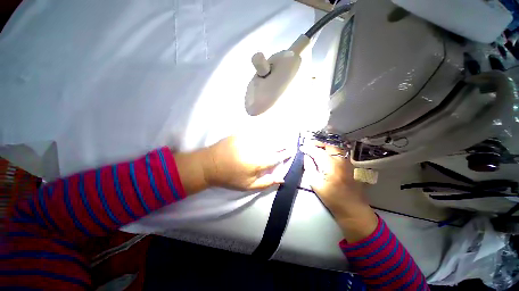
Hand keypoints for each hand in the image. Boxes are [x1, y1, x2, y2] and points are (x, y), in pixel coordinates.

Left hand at [174, 135, 291, 194]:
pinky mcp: (241, 133)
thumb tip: (281, 178)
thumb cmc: (230, 177)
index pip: (277, 157)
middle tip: (289, 142)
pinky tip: (268, 126)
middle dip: (283, 143)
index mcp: (258, 163)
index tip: (291, 151)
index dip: (285, 154)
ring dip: (276, 134)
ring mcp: (248, 139)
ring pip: (267, 134)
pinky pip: (256, 128)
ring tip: (282, 133)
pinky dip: (264, 127)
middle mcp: (256, 149)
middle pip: (275, 144)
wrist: (210, 164)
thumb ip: (266, 183)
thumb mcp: (248, 186)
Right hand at [301, 141, 377, 242]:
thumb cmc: (332, 198)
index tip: (301, 147)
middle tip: (308, 145)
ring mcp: (347, 161)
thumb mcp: (316, 184)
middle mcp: (340, 160)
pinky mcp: (350, 164)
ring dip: (324, 146)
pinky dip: (330, 150)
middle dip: (317, 143)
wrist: (352, 207)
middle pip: (328, 146)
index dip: (308, 148)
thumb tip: (306, 156)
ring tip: (315, 148)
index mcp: (331, 166)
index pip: (317, 152)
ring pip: (335, 147)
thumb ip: (309, 167)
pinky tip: (325, 154)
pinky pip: (339, 152)